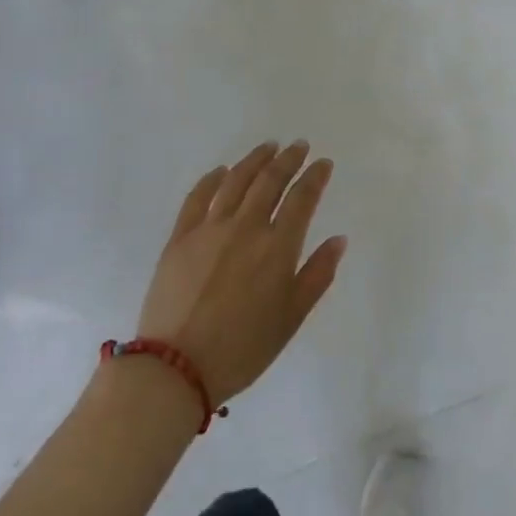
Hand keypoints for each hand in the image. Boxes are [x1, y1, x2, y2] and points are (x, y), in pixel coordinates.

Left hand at [137, 141, 345, 407]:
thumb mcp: (292, 317)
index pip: (302, 198)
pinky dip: (212, 179)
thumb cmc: (244, 348)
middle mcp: (246, 227)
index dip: (315, 177)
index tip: (323, 163)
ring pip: (235, 181)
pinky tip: (221, 171)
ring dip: (254, 160)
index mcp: (277, 247)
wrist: (176, 368)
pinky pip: (198, 197)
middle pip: (270, 181)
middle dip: (288, 160)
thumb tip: (338, 239)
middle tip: (298, 146)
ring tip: (267, 147)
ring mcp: (209, 229)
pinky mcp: (180, 237)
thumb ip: (318, 275)